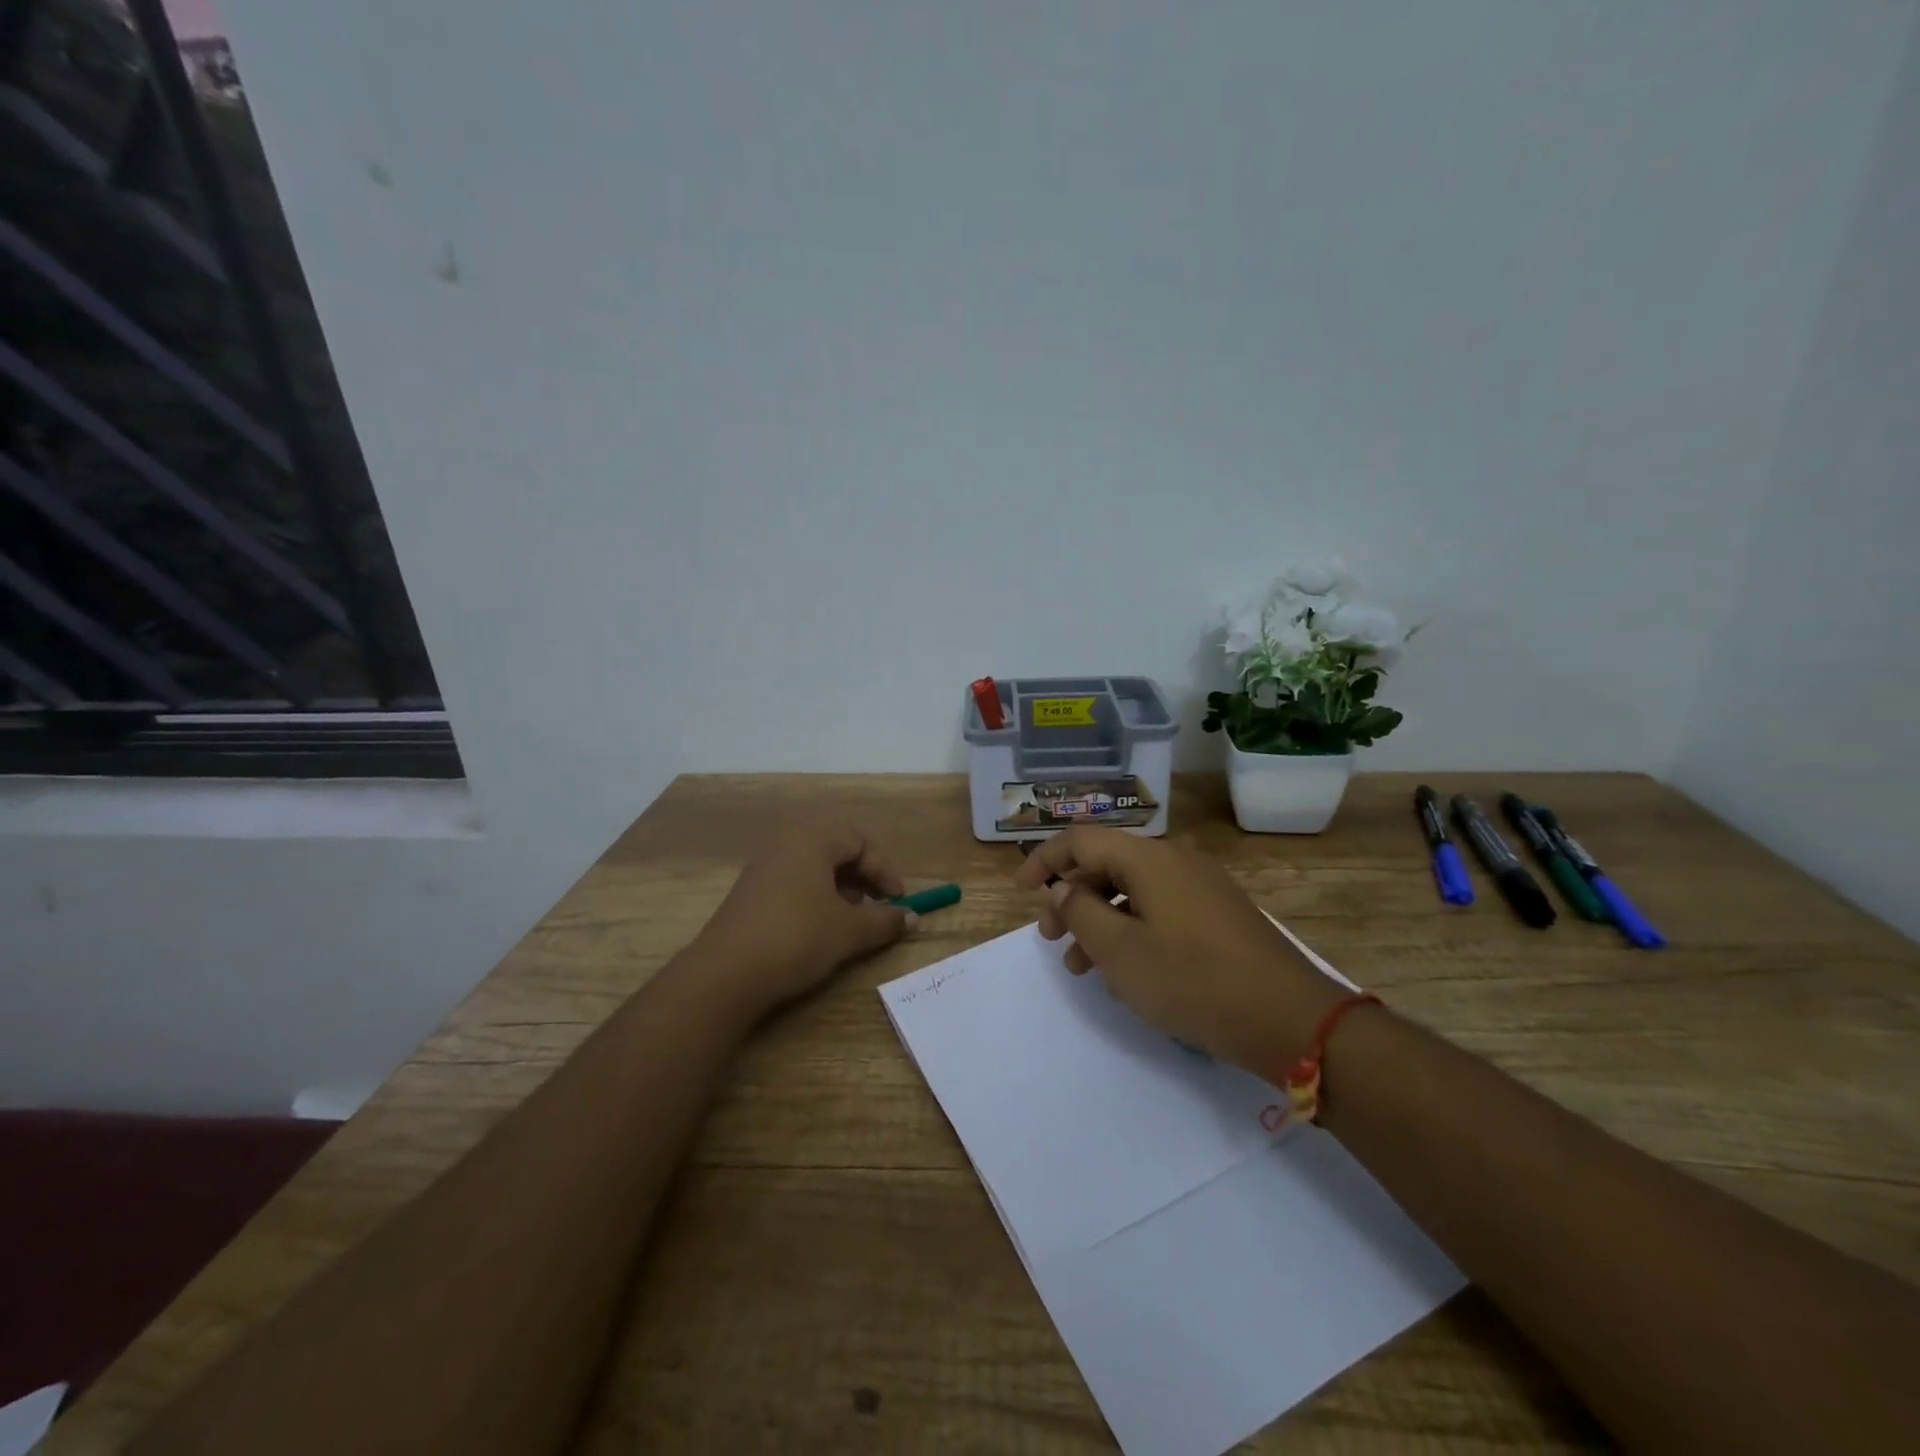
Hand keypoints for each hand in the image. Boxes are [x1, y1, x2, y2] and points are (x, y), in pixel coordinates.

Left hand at [690, 825, 912, 1016]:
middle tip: (879, 906)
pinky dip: (818, 897)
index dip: (885, 870)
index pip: (860, 841)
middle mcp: (787, 843)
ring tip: (853, 919)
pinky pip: (795, 881)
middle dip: (864, 877)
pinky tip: (822, 927)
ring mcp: (765, 866)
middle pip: (837, 849)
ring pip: (816, 867)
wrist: (725, 973)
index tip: (899, 901)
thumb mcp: (848, 931)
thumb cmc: (797, 937)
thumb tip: (913, 918)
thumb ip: (885, 920)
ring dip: (842, 889)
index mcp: (812, 838)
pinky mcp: (751, 892)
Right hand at [1015, 828, 1346, 1075]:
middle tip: (1049, 938)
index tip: (1021, 890)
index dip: (1044, 860)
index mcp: (1150, 858)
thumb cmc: (1193, 981)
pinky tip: (1124, 971)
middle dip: (1070, 897)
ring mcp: (1202, 886)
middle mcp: (1176, 860)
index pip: (1082, 840)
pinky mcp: (1218, 913)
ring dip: (1099, 920)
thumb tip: (1061, 888)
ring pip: (1132, 891)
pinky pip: (1159, 908)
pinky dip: (1131, 929)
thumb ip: (1080, 912)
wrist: (1289, 1019)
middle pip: (1107, 864)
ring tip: (1080, 967)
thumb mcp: (1120, 951)